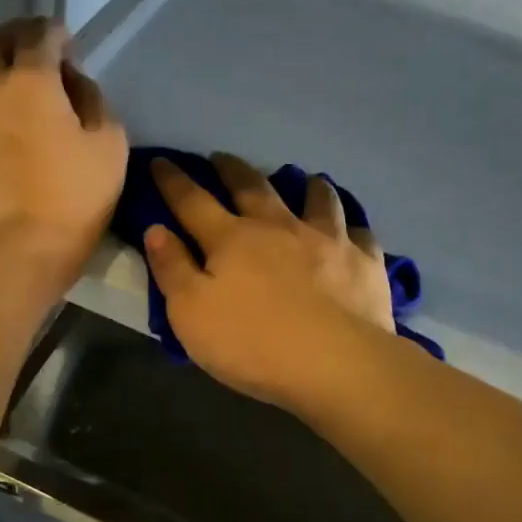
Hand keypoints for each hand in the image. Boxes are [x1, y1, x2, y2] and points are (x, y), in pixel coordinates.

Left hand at [0, 19, 127, 283]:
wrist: (16, 249)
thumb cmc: (73, 199)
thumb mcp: (110, 146)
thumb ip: (95, 101)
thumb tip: (74, 82)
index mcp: (31, 78)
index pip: (39, 34)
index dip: (57, 33)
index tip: (68, 46)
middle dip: (17, 36)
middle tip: (35, 53)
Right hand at [145, 154, 395, 408]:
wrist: (335, 364)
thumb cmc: (252, 343)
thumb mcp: (190, 313)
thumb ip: (172, 268)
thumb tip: (156, 229)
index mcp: (231, 239)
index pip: (192, 201)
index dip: (173, 180)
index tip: (160, 162)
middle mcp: (279, 226)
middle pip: (253, 187)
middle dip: (233, 169)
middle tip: (222, 158)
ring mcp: (327, 240)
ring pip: (318, 199)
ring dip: (307, 186)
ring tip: (305, 180)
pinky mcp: (364, 262)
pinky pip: (360, 234)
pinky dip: (352, 228)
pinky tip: (351, 232)